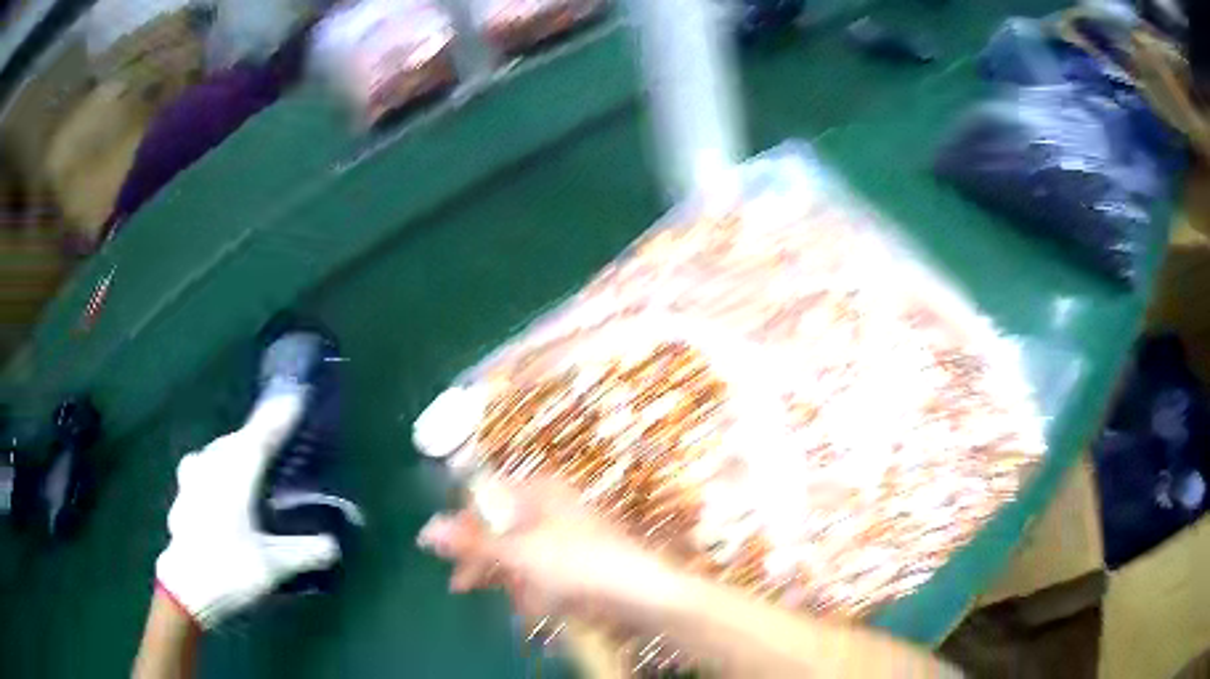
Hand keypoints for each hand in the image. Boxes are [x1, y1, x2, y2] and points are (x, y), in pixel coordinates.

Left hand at [155, 390, 339, 628]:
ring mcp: (193, 480)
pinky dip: (215, 470)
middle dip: (258, 434)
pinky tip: (217, 488)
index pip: (261, 436)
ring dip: (234, 451)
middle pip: (238, 440)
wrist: (185, 590)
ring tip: (248, 463)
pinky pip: (202, 470)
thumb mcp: (274, 566)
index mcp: (236, 475)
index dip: (279, 417)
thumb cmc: (230, 570)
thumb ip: (305, 552)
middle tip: (277, 437)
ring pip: (217, 453)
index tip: (296, 397)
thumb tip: (334, 545)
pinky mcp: (183, 496)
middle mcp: (212, 468)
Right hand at [417, 478, 677, 624]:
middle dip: (481, 559)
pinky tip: (534, 607)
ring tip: (508, 601)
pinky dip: (530, 589)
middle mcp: (549, 507)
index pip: (483, 498)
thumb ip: (472, 542)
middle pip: (498, 527)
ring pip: (518, 553)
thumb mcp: (519, 553)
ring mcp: (564, 536)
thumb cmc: (579, 564)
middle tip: (459, 585)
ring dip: (506, 579)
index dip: (460, 524)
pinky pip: (539, 571)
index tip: (439, 551)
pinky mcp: (574, 562)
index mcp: (537, 491)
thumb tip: (427, 530)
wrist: (642, 594)